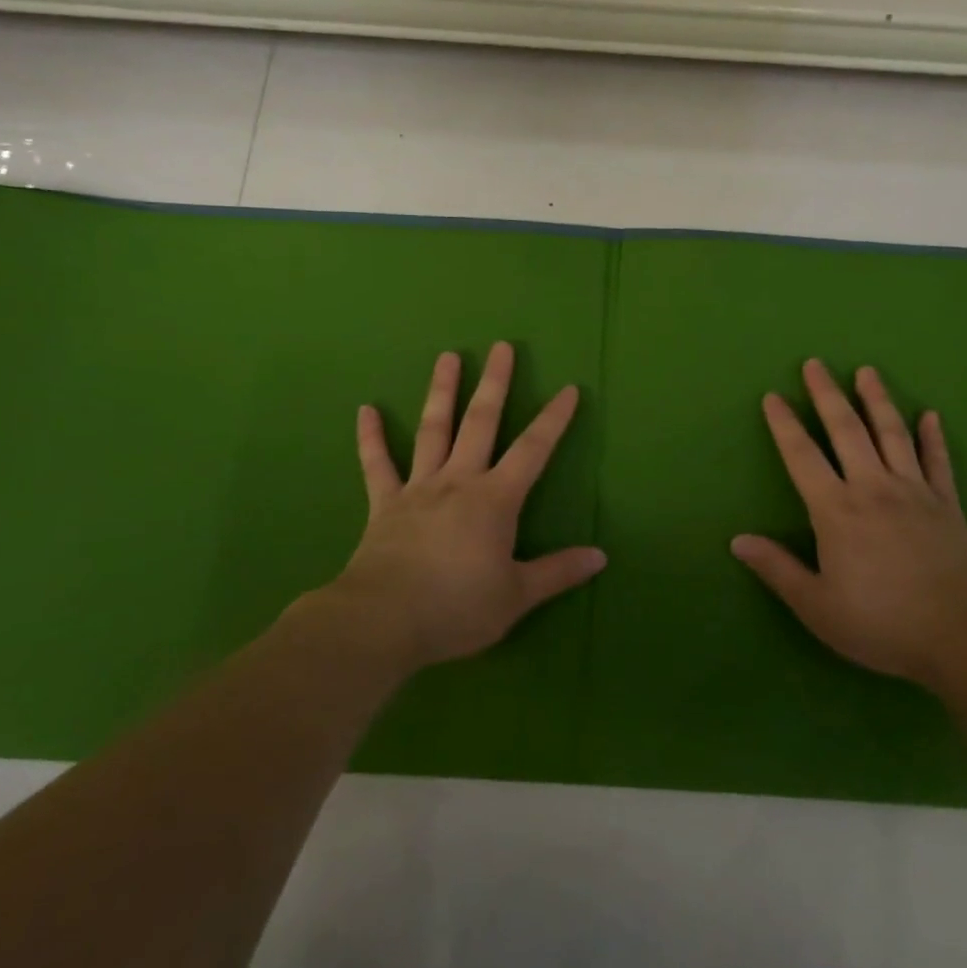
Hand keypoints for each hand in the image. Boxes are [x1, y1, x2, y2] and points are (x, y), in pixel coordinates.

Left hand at [323, 342, 605, 671]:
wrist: (383, 621)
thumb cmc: (456, 607)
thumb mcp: (517, 596)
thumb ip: (558, 572)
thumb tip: (600, 557)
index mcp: (495, 500)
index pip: (533, 450)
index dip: (553, 419)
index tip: (568, 389)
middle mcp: (459, 481)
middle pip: (481, 422)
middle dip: (495, 383)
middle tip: (501, 346)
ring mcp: (418, 488)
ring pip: (433, 430)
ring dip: (442, 391)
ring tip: (448, 356)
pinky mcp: (385, 504)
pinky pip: (377, 465)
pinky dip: (371, 437)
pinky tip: (366, 409)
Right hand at [732, 359, 966, 691]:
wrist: (966, 637)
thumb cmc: (883, 624)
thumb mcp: (818, 606)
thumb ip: (777, 569)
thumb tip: (737, 540)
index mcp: (837, 510)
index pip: (802, 456)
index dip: (784, 425)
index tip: (773, 397)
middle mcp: (873, 488)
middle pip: (847, 430)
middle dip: (827, 394)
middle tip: (815, 363)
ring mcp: (915, 492)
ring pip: (892, 434)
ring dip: (877, 400)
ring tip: (867, 371)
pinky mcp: (948, 504)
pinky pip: (938, 461)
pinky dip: (933, 437)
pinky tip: (931, 416)